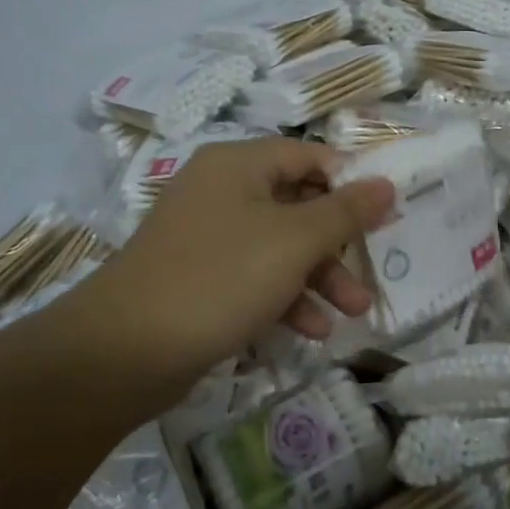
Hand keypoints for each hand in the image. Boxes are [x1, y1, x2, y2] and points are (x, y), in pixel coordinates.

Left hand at [68, 138, 394, 413]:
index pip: (308, 156)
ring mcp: (205, 236)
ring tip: (353, 313)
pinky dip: (285, 297)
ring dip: (318, 276)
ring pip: (278, 245)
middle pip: (296, 203)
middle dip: (338, 242)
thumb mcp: (294, 242)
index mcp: (238, 165)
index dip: (350, 181)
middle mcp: (220, 190)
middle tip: (372, 269)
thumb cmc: (219, 278)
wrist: (123, 352)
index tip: (384, 213)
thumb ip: (345, 211)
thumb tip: (386, 183)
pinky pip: (253, 276)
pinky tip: (310, 331)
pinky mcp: (197, 277)